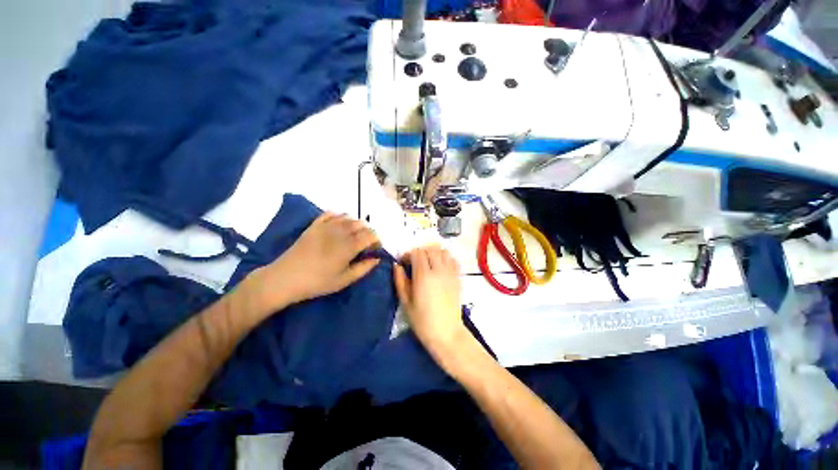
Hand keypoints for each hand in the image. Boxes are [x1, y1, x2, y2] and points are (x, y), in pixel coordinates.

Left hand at [248, 213, 379, 313]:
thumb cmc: (317, 282)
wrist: (285, 278)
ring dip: (357, 224)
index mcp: (348, 246)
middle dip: (369, 231)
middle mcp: (340, 232)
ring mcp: (326, 226)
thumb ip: (363, 268)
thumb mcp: (344, 280)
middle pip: (362, 224)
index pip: (370, 235)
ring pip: (349, 217)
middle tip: (367, 243)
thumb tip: (377, 259)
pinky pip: (332, 213)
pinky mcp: (315, 225)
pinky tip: (341, 224)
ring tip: (356, 234)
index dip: (377, 239)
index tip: (376, 248)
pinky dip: (341, 216)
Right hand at [394, 246, 466, 356]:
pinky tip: (440, 267)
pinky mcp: (458, 278)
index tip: (403, 263)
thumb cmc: (422, 321)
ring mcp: (450, 273)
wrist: (447, 333)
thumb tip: (396, 265)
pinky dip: (446, 258)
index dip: (408, 254)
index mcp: (423, 276)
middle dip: (420, 252)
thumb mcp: (405, 303)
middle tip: (414, 262)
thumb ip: (400, 281)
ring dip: (433, 252)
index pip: (417, 252)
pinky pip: (453, 259)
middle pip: (430, 248)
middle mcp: (438, 270)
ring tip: (428, 263)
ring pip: (443, 251)